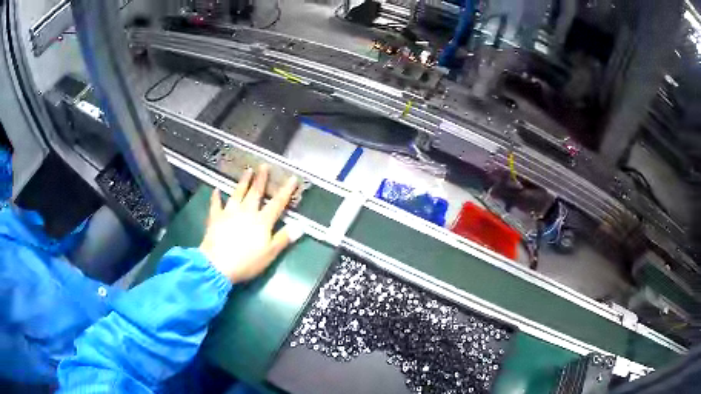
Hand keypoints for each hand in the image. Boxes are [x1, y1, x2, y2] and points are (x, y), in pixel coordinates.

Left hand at [199, 165, 299, 282]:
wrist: (218, 264)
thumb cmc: (247, 261)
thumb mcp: (270, 253)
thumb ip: (284, 238)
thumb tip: (301, 226)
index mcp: (262, 221)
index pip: (277, 203)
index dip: (286, 190)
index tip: (292, 178)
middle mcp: (246, 211)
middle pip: (255, 192)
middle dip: (261, 179)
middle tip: (264, 166)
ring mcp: (229, 212)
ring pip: (237, 193)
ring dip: (243, 182)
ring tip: (247, 170)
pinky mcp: (215, 218)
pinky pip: (216, 204)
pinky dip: (216, 196)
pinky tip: (216, 189)